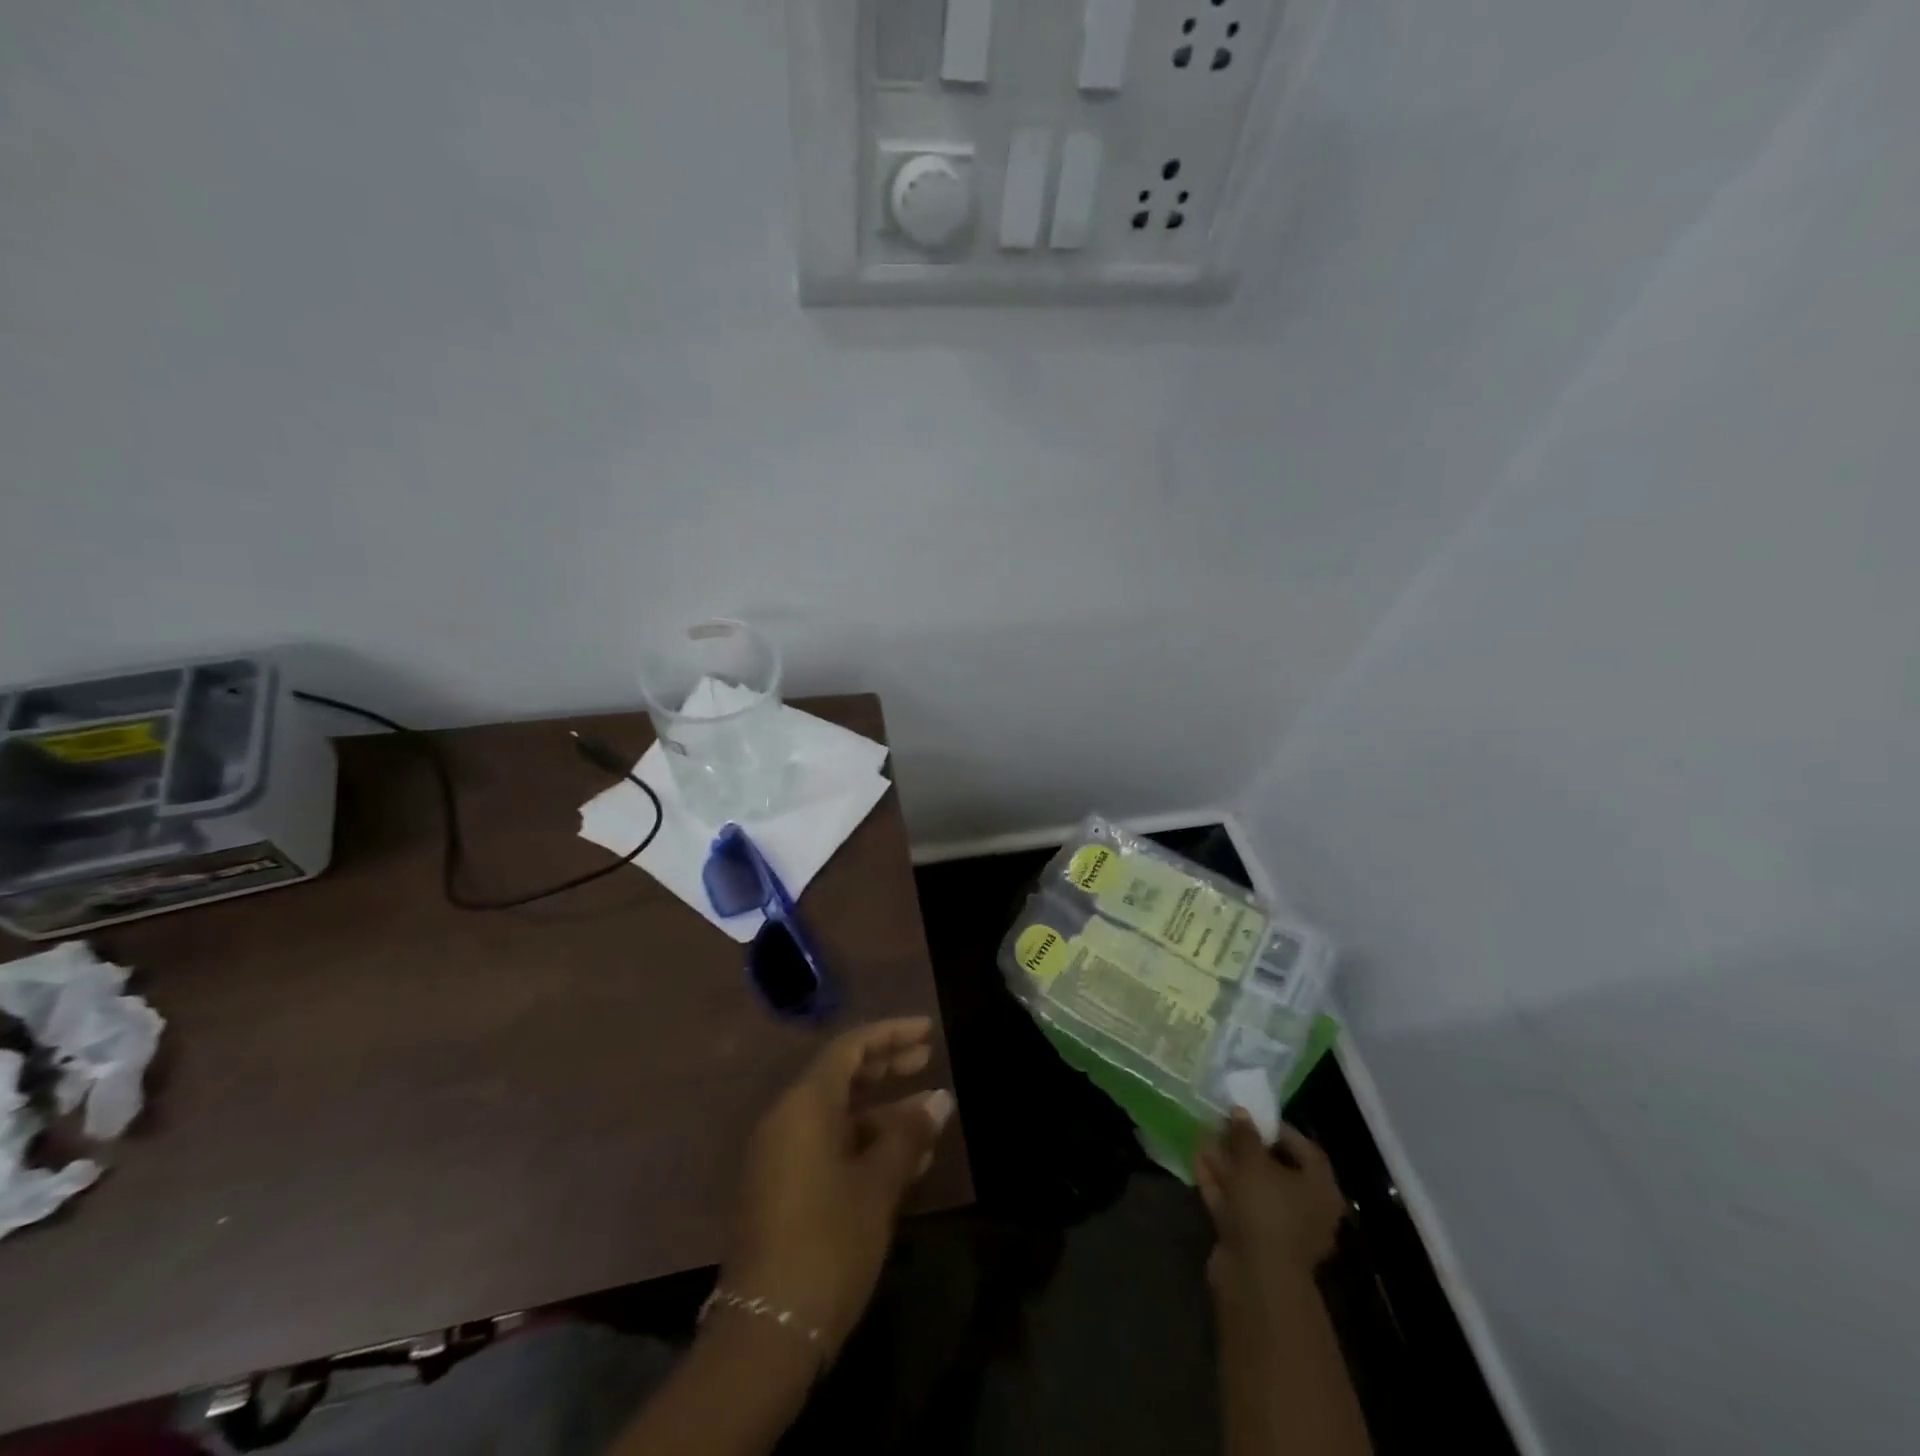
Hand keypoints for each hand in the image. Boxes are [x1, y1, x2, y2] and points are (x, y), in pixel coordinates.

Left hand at [719, 1018, 955, 1360]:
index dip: (891, 1034)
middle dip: (887, 1065)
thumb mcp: (877, 1185)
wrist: (767, 1333)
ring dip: (884, 1112)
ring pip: (840, 1115)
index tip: (928, 1032)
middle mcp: (787, 1120)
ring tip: (931, 1117)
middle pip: (842, 1075)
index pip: (850, 1047)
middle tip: (928, 1059)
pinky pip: (830, 1146)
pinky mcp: (784, 1189)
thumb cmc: (828, 1243)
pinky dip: (866, 1144)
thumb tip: (939, 1100)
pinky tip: (907, 1161)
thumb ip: (908, 1136)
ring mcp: (782, 1156)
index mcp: (804, 1106)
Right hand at [1196, 1112, 1347, 1305]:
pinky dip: (1219, 1184)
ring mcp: (1278, 1228)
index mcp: (1320, 1190)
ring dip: (1229, 1164)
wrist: (1255, 1276)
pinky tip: (1198, 1162)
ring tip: (1205, 1138)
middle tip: (1223, 1126)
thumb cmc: (1266, 1210)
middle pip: (1276, 1170)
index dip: (1279, 1130)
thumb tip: (1241, 1112)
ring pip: (1252, 1188)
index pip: (1306, 1150)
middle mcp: (1305, 1210)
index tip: (1252, 1116)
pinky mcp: (1253, 1240)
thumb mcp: (1253, 1162)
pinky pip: (1237, 1204)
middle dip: (1246, 1147)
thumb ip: (1246, 1134)